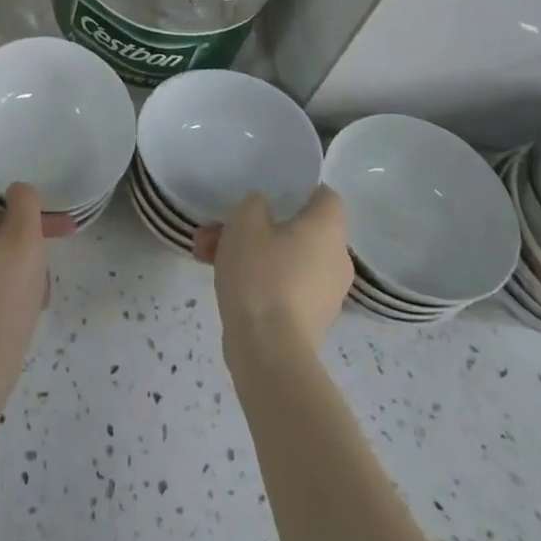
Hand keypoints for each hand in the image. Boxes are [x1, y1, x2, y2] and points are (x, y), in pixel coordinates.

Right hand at [194, 187, 350, 353]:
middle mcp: (336, 258)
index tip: (267, 190)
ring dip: (248, 250)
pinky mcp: (308, 319)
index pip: (325, 196)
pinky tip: (217, 277)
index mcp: (328, 229)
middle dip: (254, 224)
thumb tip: (263, 210)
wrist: (268, 352)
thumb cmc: (261, 274)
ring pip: (284, 256)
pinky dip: (257, 277)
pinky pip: (282, 283)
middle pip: (296, 228)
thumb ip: (255, 203)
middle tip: (220, 225)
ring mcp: (324, 292)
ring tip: (205, 252)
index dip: (297, 188)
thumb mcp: (245, 221)